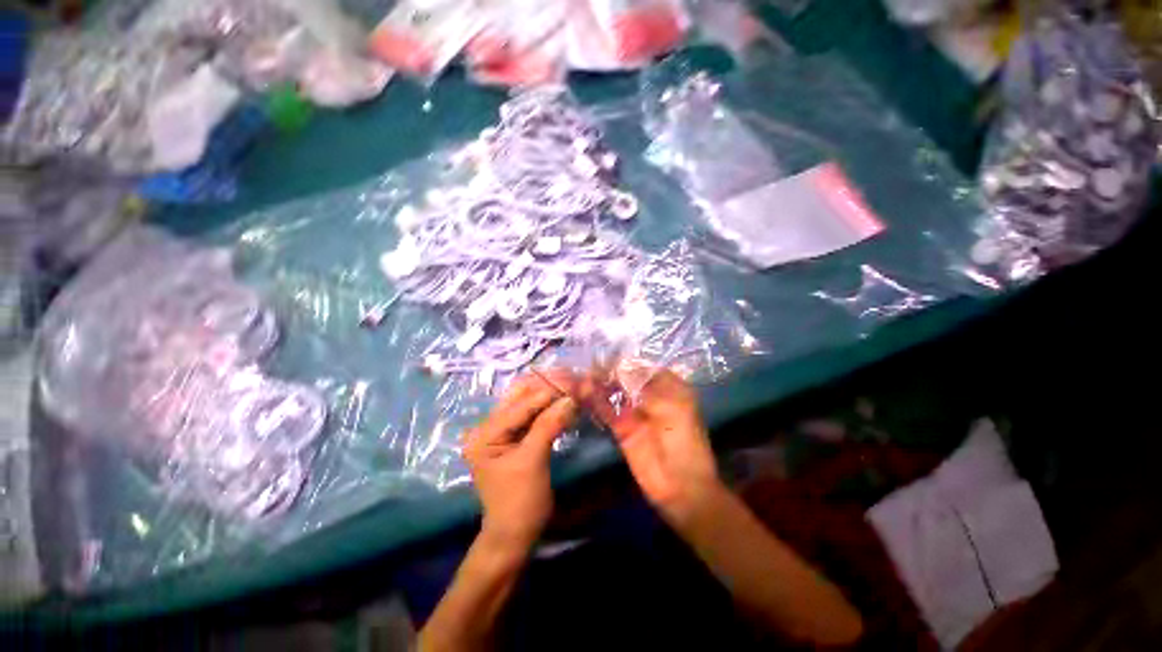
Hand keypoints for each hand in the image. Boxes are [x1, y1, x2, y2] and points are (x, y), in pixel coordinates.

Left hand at [462, 371, 578, 554]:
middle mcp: (489, 425)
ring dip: (551, 392)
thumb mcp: (532, 462)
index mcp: (485, 433)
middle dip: (548, 385)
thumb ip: (548, 426)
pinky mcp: (516, 435)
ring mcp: (503, 429)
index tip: (574, 381)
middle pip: (520, 395)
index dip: (548, 391)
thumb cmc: (520, 502)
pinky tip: (566, 399)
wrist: (515, 534)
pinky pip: (534, 413)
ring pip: (529, 401)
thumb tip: (570, 397)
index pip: (520, 404)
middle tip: (573, 378)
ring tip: (573, 384)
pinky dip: (551, 405)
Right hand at [583, 364, 722, 526]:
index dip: (623, 360)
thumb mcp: (674, 408)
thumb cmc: (685, 442)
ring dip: (597, 384)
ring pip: (613, 392)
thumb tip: (620, 366)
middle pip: (624, 378)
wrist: (682, 487)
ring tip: (579, 374)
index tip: (603, 353)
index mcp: (668, 386)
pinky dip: (594, 401)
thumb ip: (645, 387)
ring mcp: (634, 411)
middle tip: (585, 363)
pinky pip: (606, 411)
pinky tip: (581, 392)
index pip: (642, 366)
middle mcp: (649, 395)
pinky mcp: (621, 428)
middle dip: (607, 370)